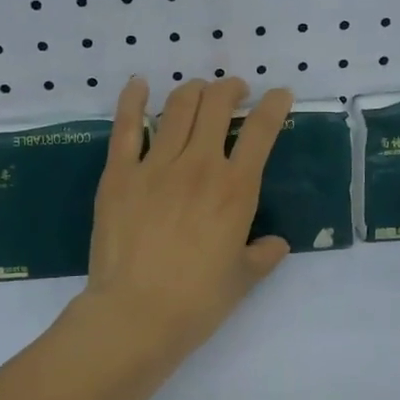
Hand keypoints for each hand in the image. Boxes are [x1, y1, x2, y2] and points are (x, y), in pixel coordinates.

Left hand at [77, 76, 293, 366]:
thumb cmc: (196, 302)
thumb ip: (263, 255)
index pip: (262, 130)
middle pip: (218, 104)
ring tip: (199, 92)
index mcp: (236, 189)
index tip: (279, 95)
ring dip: (194, 90)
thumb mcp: (242, 280)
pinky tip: (139, 85)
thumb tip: (276, 244)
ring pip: (179, 106)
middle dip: (231, 89)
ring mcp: (156, 165)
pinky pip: (126, 126)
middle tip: (234, 93)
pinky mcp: (120, 173)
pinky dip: (133, 100)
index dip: (275, 104)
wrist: (136, 315)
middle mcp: (200, 165)